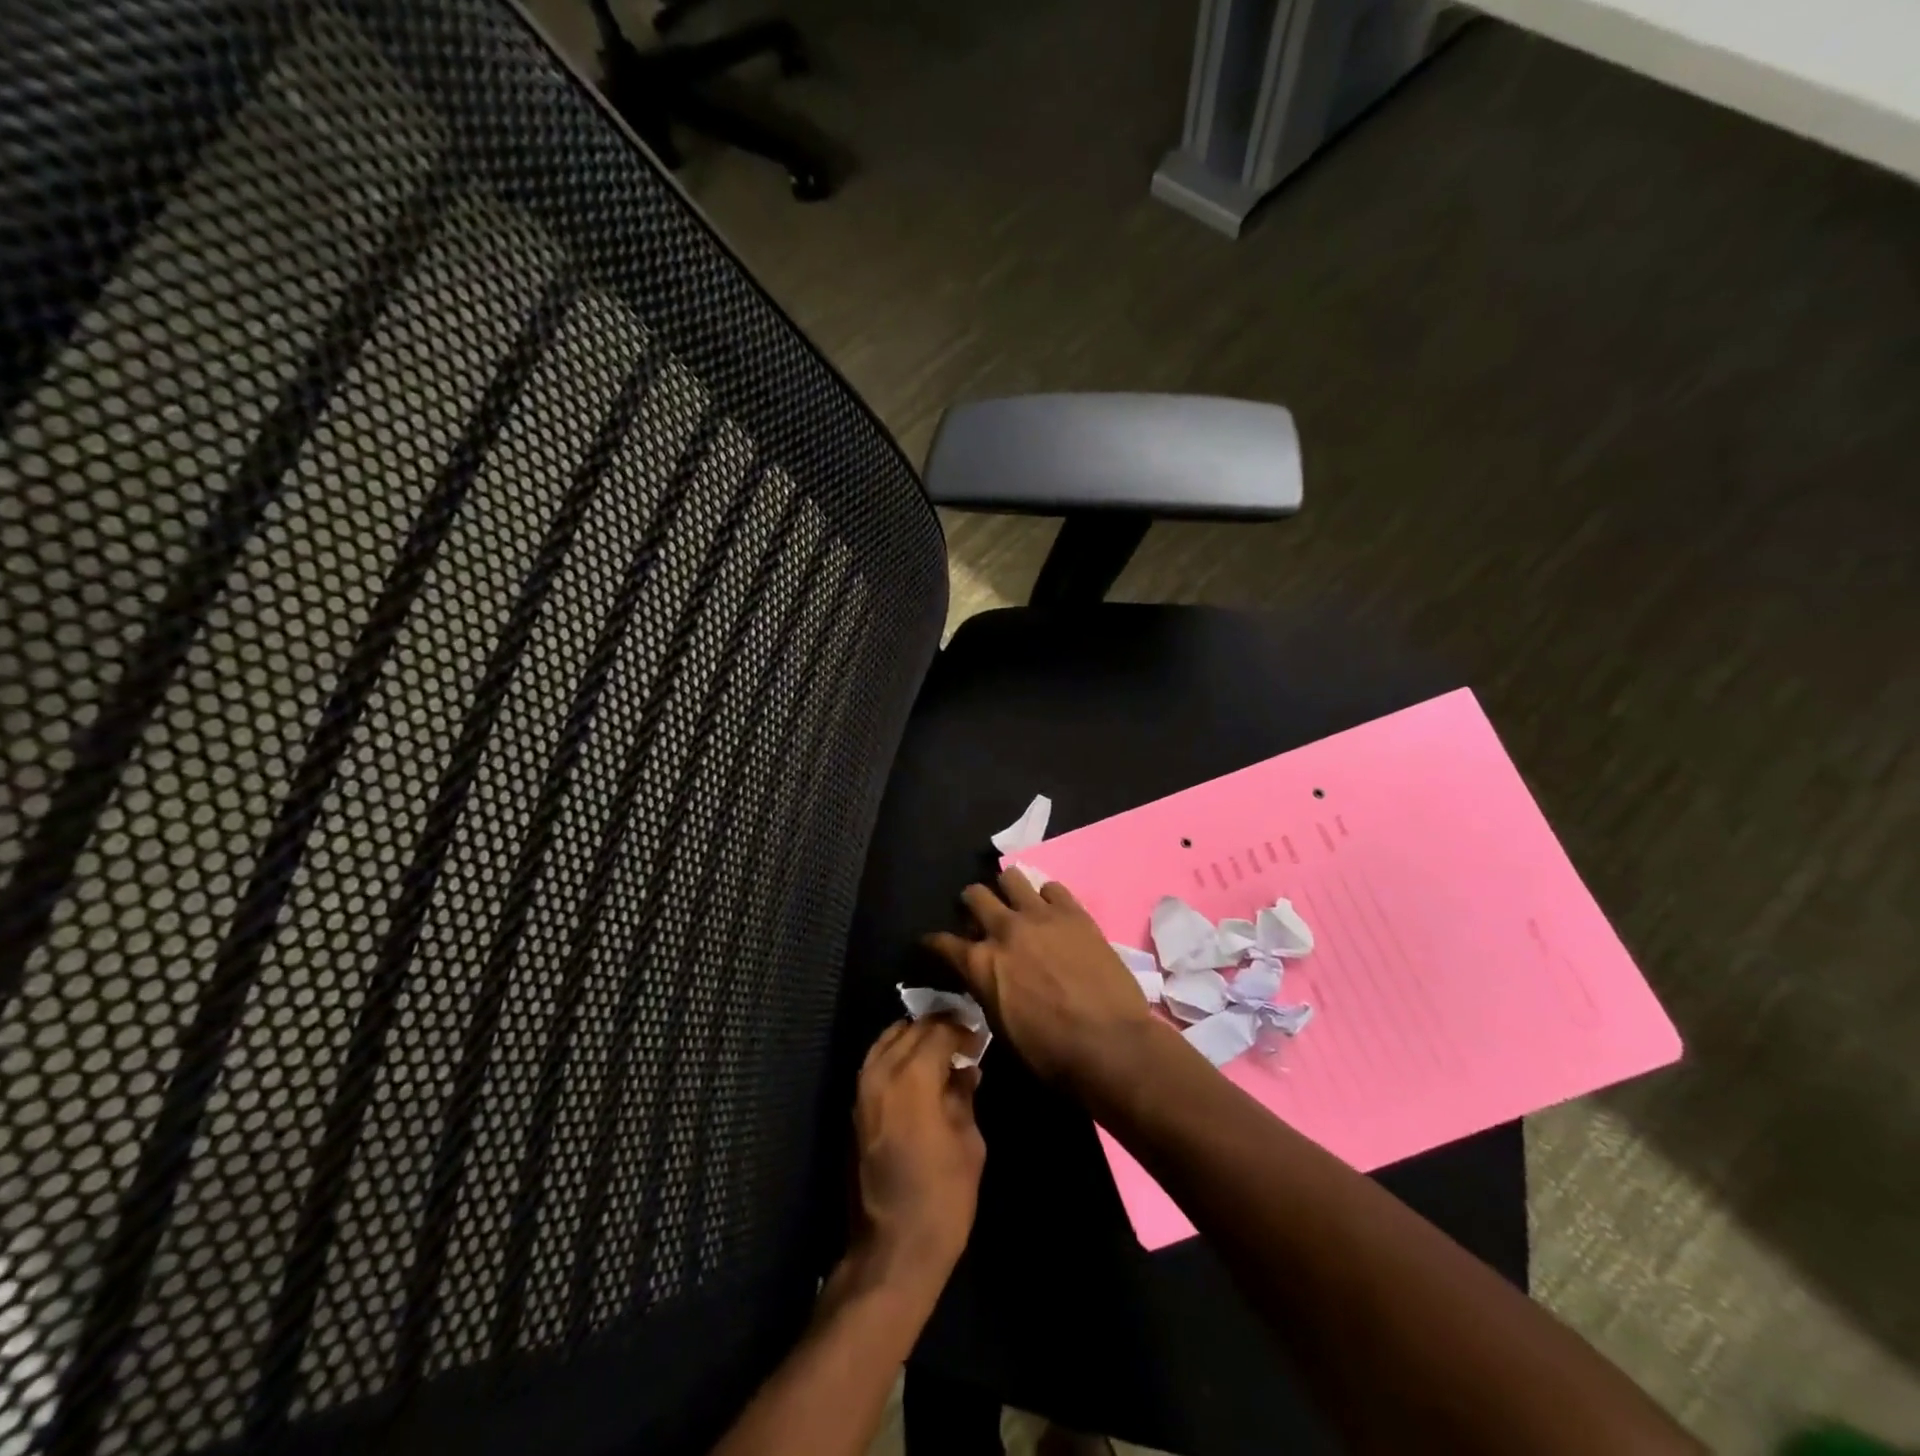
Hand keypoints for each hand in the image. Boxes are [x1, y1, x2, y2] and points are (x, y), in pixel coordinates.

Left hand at [850, 1018, 985, 1288]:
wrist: (892, 1249)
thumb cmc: (941, 1198)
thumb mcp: (968, 1144)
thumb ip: (963, 1096)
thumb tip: (965, 1070)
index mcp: (912, 1077)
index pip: (938, 1031)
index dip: (962, 1029)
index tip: (980, 1036)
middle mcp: (881, 1073)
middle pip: (911, 1030)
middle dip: (938, 1027)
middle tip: (963, 1038)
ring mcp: (862, 1090)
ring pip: (888, 1041)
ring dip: (914, 1037)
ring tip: (941, 1049)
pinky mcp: (855, 1108)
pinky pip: (876, 1062)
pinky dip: (896, 1054)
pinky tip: (918, 1069)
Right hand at [924, 870, 1160, 1099]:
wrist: (1110, 1044)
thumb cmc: (1051, 1053)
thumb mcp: (1001, 1027)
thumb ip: (988, 990)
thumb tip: (987, 978)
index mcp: (980, 963)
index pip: (942, 942)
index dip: (934, 943)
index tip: (934, 943)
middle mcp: (1004, 930)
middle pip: (974, 895)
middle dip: (971, 904)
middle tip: (979, 916)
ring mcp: (1040, 916)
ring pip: (1011, 877)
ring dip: (1008, 890)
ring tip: (1016, 905)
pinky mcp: (1074, 913)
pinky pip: (1052, 887)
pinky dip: (1047, 898)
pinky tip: (1052, 913)